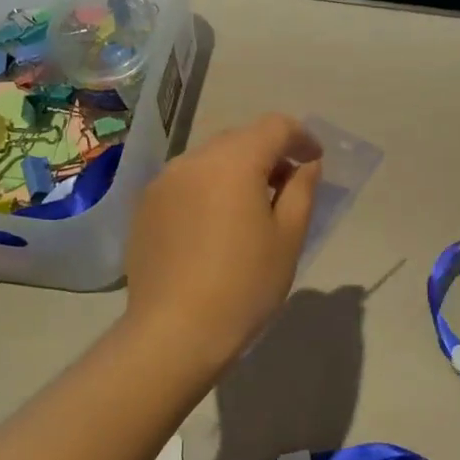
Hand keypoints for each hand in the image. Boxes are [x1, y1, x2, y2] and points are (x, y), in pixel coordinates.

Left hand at [124, 113, 322, 365]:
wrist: (174, 332)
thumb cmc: (244, 286)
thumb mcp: (288, 238)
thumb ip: (302, 190)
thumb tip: (306, 164)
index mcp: (234, 162)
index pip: (274, 127)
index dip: (301, 137)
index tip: (314, 160)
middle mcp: (194, 159)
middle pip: (240, 138)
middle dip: (268, 153)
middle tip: (286, 186)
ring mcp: (164, 181)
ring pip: (210, 158)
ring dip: (236, 170)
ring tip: (249, 207)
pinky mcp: (145, 205)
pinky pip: (186, 181)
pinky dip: (208, 188)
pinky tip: (214, 225)